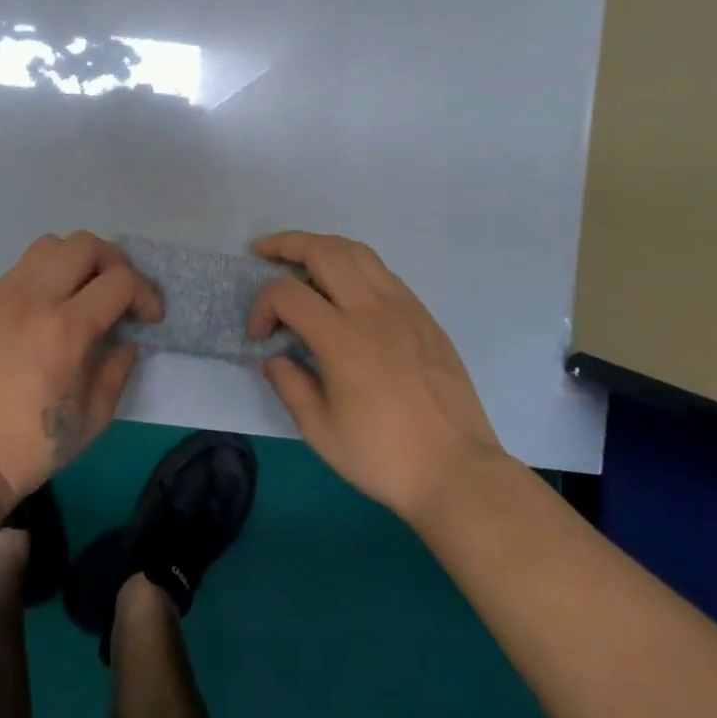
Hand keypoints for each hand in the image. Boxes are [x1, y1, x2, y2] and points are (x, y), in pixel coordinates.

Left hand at [0, 232, 162, 501]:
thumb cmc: (33, 445)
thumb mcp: (94, 416)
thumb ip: (118, 367)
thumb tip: (126, 338)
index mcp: (66, 329)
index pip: (119, 280)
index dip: (145, 293)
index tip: (150, 317)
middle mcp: (34, 298)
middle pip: (84, 245)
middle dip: (114, 263)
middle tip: (119, 295)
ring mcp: (3, 296)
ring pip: (49, 245)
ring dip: (76, 261)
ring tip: (82, 293)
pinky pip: (21, 269)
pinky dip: (45, 275)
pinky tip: (47, 309)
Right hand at [247, 231, 505, 519]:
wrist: (458, 472)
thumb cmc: (383, 457)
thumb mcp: (319, 431)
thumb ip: (288, 384)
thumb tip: (273, 356)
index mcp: (343, 340)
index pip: (287, 293)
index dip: (261, 306)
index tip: (258, 336)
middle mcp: (374, 311)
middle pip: (324, 251)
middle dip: (286, 245)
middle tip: (263, 254)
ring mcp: (405, 309)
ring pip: (358, 252)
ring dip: (322, 247)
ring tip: (301, 261)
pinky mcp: (425, 317)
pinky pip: (383, 273)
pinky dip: (354, 267)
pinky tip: (344, 290)